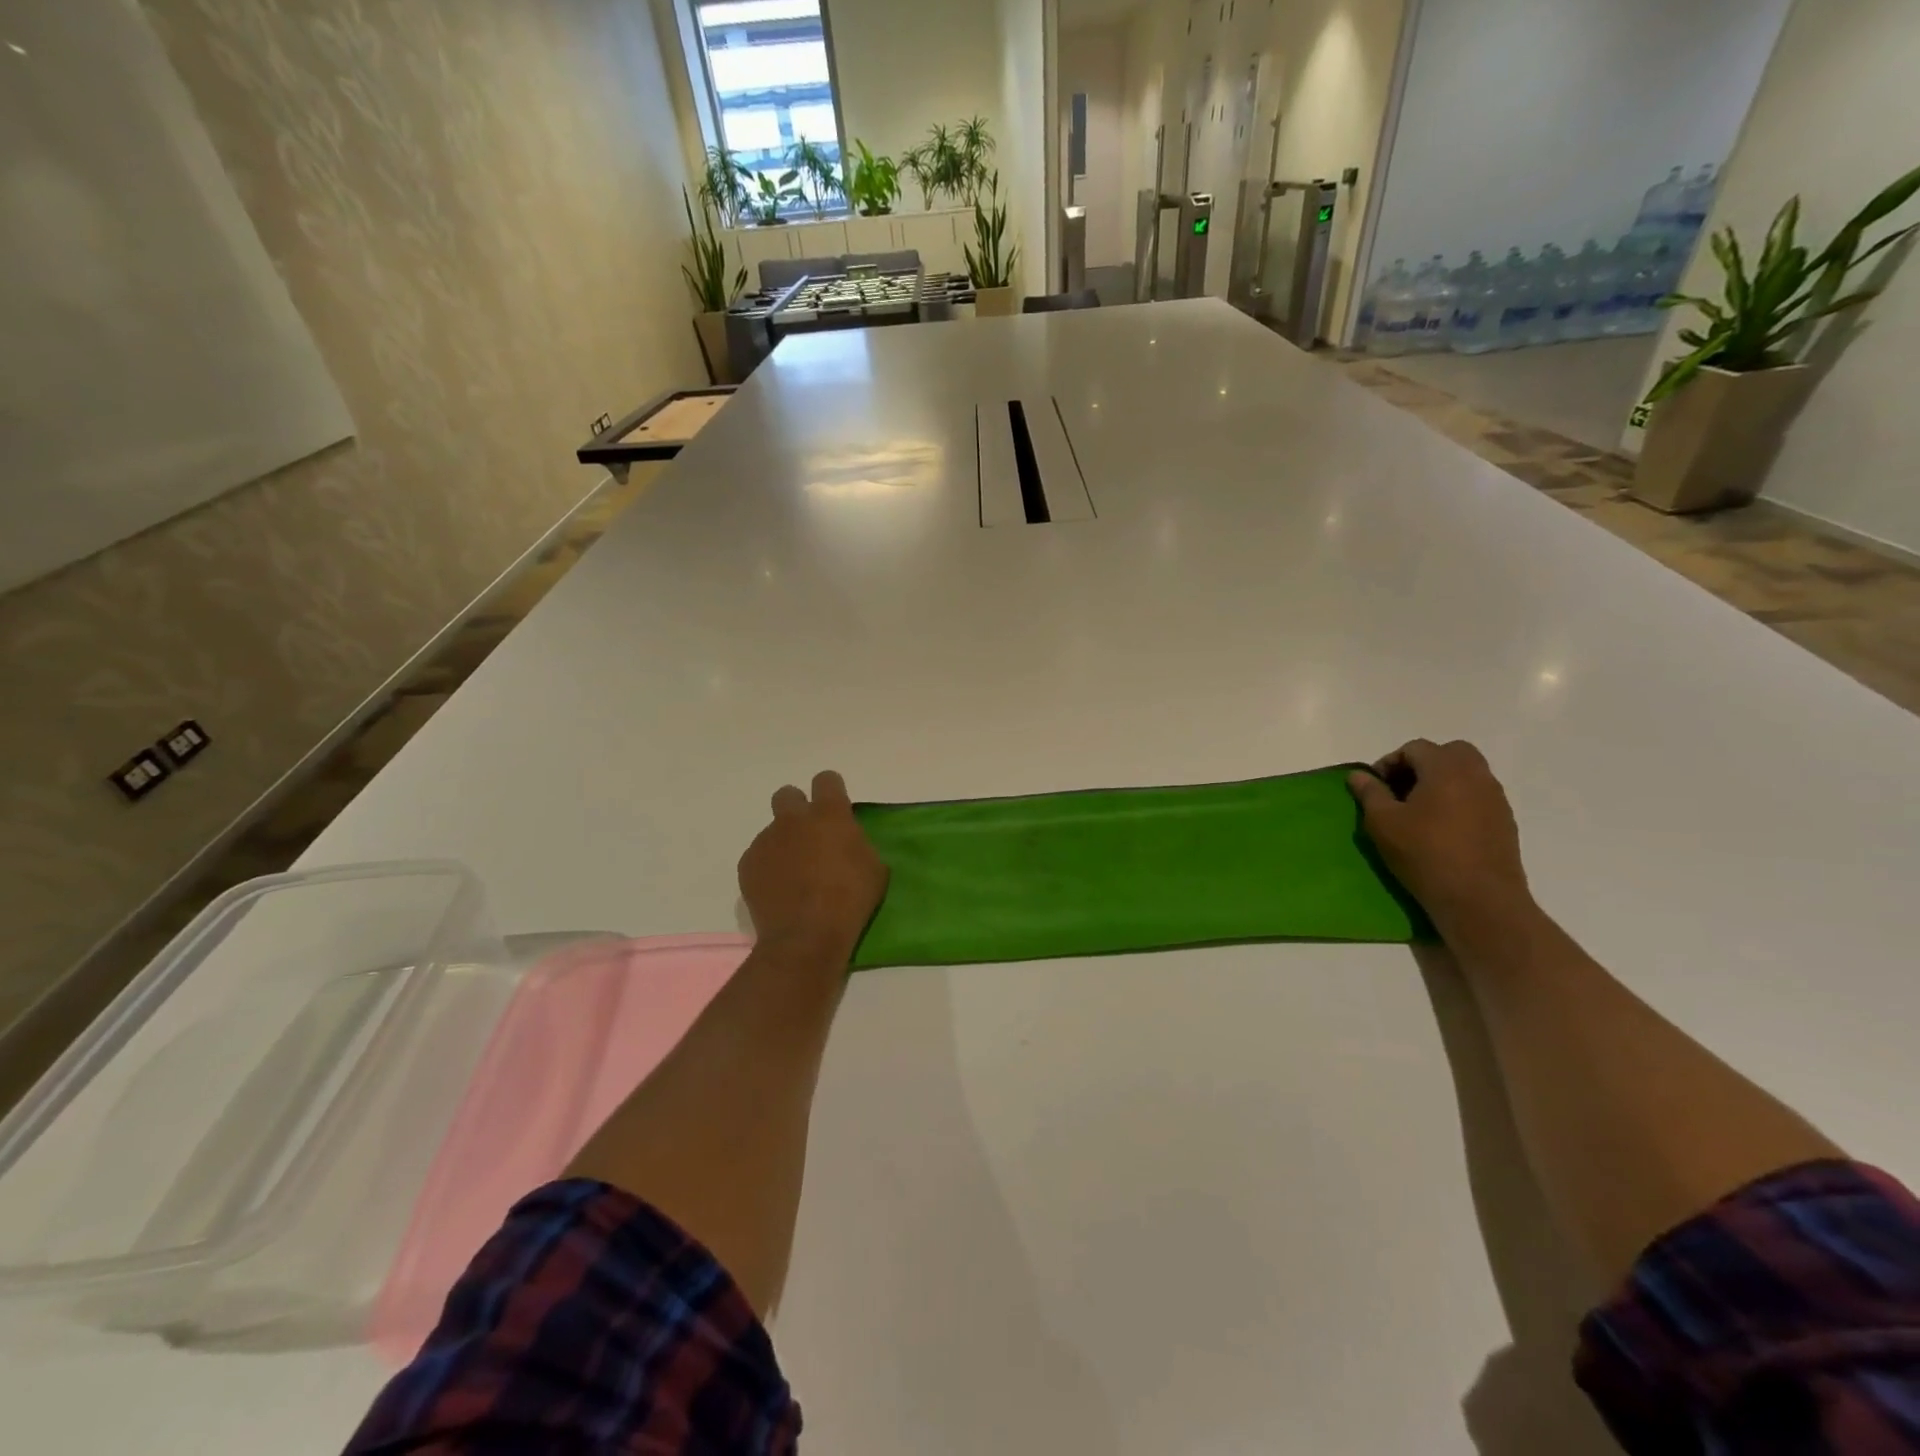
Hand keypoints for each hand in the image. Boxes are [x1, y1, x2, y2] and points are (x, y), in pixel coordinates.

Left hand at [738, 770, 888, 964]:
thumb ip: (858, 844)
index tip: (836, 808)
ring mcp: (766, 840)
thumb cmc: (850, 900)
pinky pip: (759, 856)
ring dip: (784, 843)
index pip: (826, 780)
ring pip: (773, 830)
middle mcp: (793, 819)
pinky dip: (769, 867)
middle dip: (797, 808)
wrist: (806, 936)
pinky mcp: (748, 864)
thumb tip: (847, 841)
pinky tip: (779, 890)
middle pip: (788, 795)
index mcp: (829, 814)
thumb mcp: (874, 868)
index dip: (831, 790)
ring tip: (795, 874)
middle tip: (810, 835)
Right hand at [1347, 740, 1535, 944]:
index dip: (1390, 762)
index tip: (1375, 787)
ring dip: (1442, 783)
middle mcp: (1477, 776)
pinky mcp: (1505, 822)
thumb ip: (1370, 793)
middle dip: (1422, 765)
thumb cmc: (1424, 854)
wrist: (1479, 899)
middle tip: (1401, 790)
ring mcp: (1496, 799)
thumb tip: (1359, 775)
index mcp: (1446, 769)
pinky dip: (1458, 801)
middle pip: (1450, 753)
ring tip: (1419, 812)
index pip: (1415, 748)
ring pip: (1468, 775)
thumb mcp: (1383, 823)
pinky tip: (1442, 829)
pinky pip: (1478, 797)